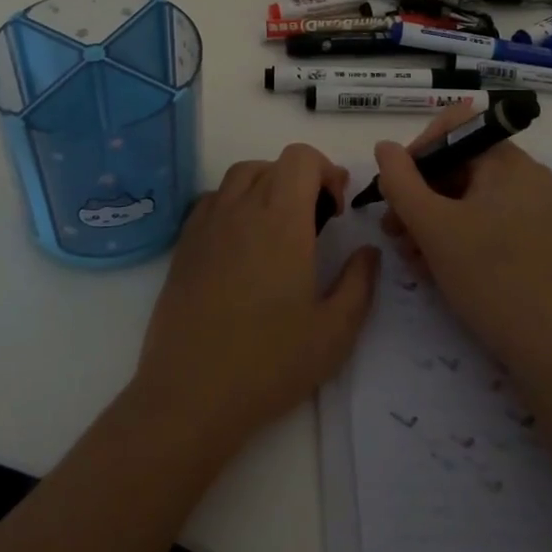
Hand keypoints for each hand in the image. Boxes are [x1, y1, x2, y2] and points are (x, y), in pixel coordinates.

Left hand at [133, 144, 380, 451]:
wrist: (191, 394)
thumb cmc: (270, 362)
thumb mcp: (335, 331)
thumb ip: (360, 282)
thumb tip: (368, 251)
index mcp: (281, 219)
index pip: (301, 158)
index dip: (325, 171)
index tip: (335, 210)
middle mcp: (241, 209)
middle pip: (273, 164)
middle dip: (301, 180)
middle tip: (316, 222)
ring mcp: (207, 224)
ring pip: (240, 176)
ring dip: (266, 186)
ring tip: (279, 228)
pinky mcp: (184, 245)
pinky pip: (212, 201)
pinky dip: (234, 204)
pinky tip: (242, 244)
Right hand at [373, 103, 551, 378]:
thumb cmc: (491, 277)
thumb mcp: (433, 227)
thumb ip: (400, 181)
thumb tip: (384, 147)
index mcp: (509, 162)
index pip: (454, 129)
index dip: (417, 151)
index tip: (395, 188)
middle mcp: (525, 178)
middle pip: (458, 166)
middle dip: (418, 194)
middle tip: (392, 229)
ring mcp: (532, 211)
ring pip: (466, 198)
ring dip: (430, 220)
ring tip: (408, 255)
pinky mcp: (532, 241)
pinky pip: (483, 222)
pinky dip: (454, 236)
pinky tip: (432, 267)